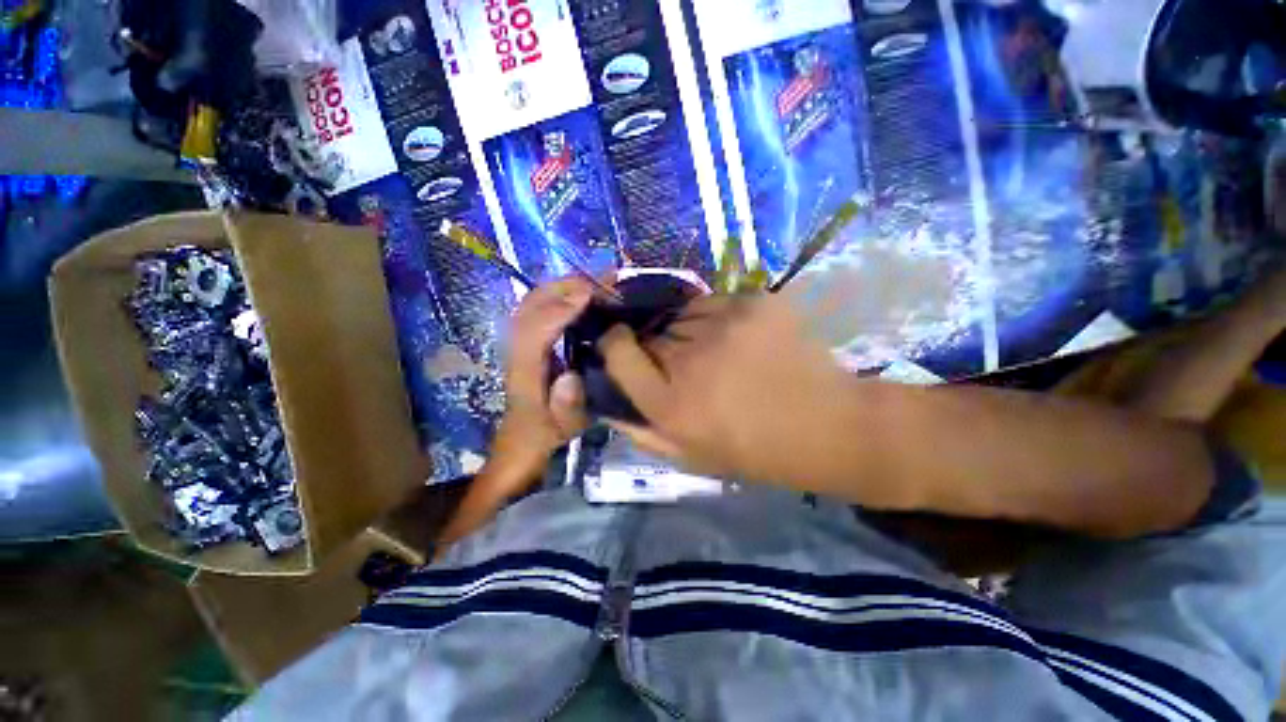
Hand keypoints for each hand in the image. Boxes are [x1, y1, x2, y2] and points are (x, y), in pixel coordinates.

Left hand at [489, 277, 592, 484]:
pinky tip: (581, 293)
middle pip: (530, 306)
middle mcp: (518, 349)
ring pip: (533, 302)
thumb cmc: (547, 431)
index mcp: (525, 371)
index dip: (559, 310)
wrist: (523, 437)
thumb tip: (571, 376)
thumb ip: (566, 407)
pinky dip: (559, 294)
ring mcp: (520, 341)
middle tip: (600, 280)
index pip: (534, 331)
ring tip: (595, 280)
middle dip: (563, 287)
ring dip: (562, 286)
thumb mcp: (563, 427)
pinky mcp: (527, 340)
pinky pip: (538, 308)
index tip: (589, 295)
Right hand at [598, 293, 852, 484]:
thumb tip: (605, 399)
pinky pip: (712, 302)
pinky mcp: (753, 302)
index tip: (621, 345)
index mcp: (672, 403)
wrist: (827, 425)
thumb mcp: (689, 455)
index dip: (613, 344)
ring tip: (713, 351)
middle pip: (649, 332)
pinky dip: (714, 317)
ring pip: (680, 314)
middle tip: (682, 365)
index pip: (617, 351)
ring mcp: (725, 324)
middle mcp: (691, 358)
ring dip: (685, 331)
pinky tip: (737, 337)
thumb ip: (641, 429)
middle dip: (656, 346)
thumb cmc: (753, 449)